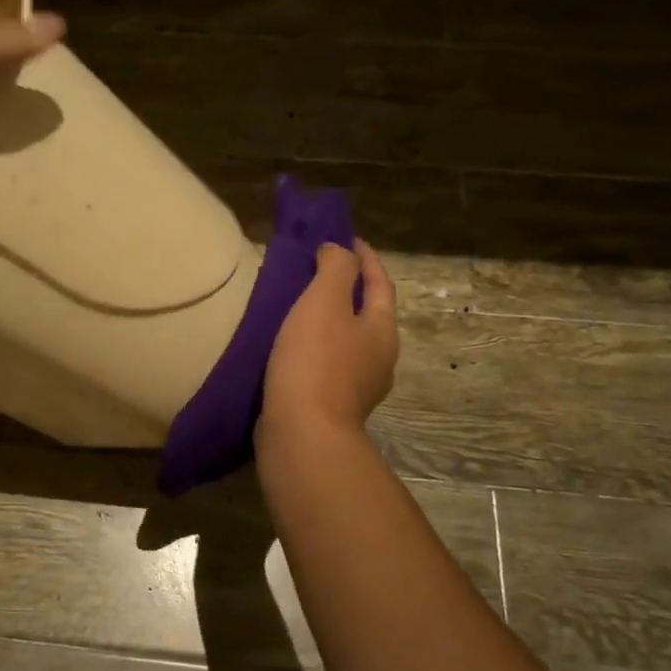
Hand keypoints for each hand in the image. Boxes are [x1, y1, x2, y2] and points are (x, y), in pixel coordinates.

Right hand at [259, 240, 398, 443]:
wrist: (302, 433)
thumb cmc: (315, 361)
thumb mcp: (324, 301)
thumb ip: (335, 268)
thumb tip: (338, 250)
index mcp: (382, 330)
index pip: (380, 283)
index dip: (364, 258)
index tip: (346, 237)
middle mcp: (379, 359)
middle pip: (367, 313)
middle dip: (347, 290)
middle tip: (317, 270)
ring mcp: (357, 387)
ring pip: (346, 342)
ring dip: (328, 321)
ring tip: (297, 308)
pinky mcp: (331, 406)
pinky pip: (325, 365)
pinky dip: (312, 348)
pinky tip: (288, 348)